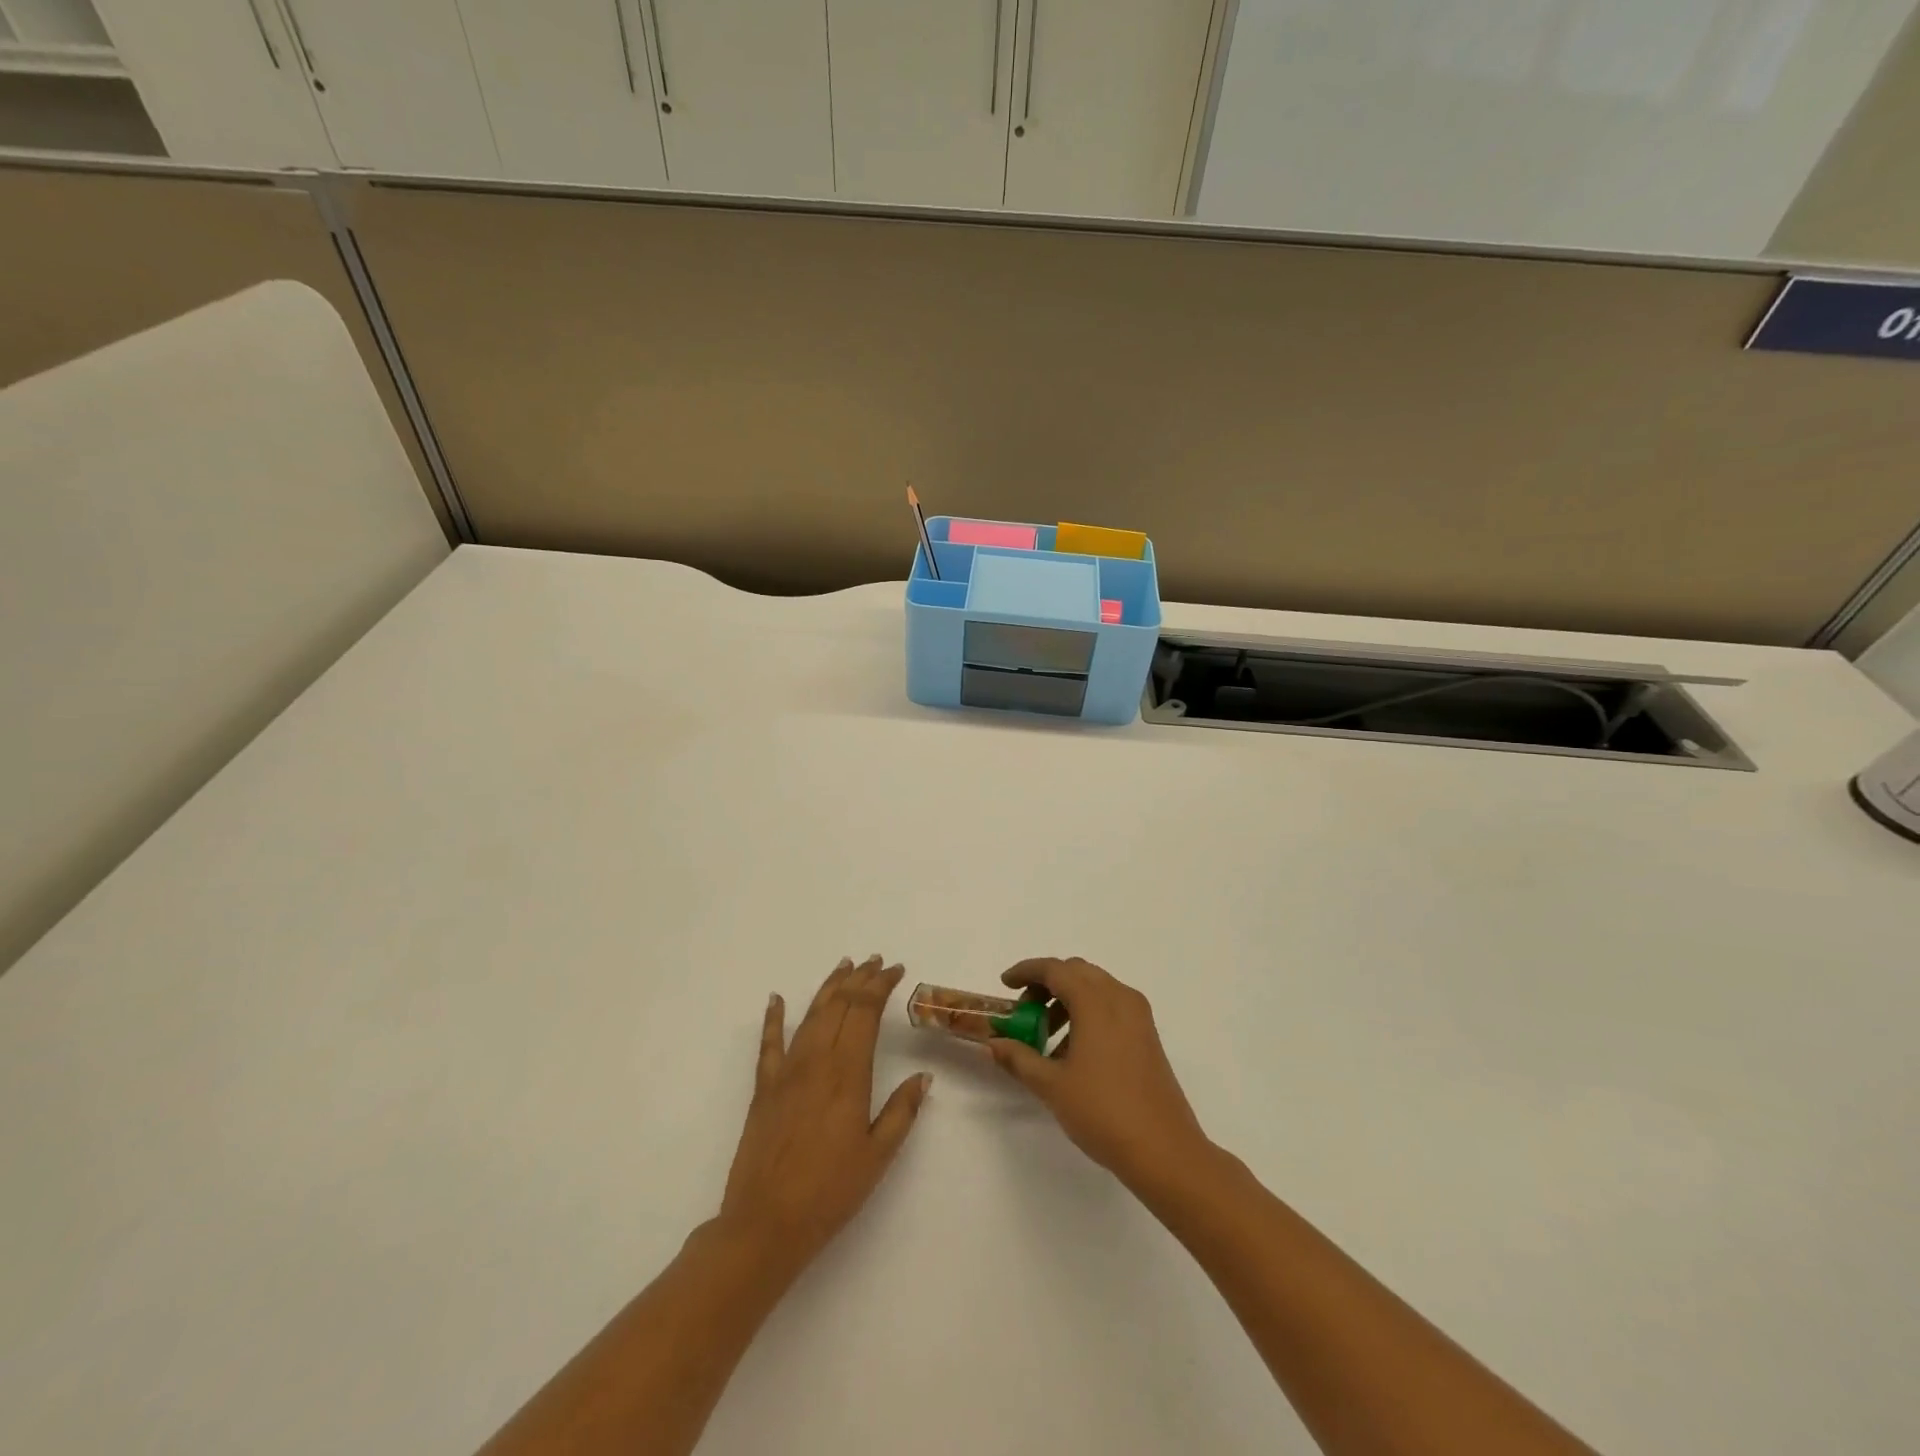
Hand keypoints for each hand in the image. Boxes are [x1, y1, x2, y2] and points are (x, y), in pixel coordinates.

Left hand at [719, 956, 930, 1278]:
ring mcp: (786, 1072)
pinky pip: (769, 1044)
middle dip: (860, 979)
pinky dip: (773, 1018)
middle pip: (840, 1006)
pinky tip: (776, 999)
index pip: (865, 1013)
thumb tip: (923, 1075)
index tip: (896, 970)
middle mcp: (816, 1061)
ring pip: (811, 1015)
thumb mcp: (877, 1156)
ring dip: (829, 988)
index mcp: (848, 1073)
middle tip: (875, 961)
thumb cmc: (829, 1192)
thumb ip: (901, 1111)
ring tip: (844, 967)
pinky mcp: (763, 1088)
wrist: (765, 1224)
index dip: (881, 986)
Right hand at [987, 957, 1210, 1191]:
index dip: (1026, 971)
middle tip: (1024, 1013)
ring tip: (1046, 1039)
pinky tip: (1074, 1052)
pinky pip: (1111, 1006)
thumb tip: (994, 1044)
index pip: (1055, 969)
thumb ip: (1019, 1058)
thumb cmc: (1103, 1111)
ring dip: (1067, 1000)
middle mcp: (1120, 997)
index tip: (1006, 985)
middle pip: (1077, 972)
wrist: (1164, 1150)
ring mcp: (1138, 1015)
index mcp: (1095, 1001)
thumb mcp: (1051, 1086)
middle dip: (1047, 985)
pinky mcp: (1148, 1035)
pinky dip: (1088, 1013)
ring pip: (1096, 988)